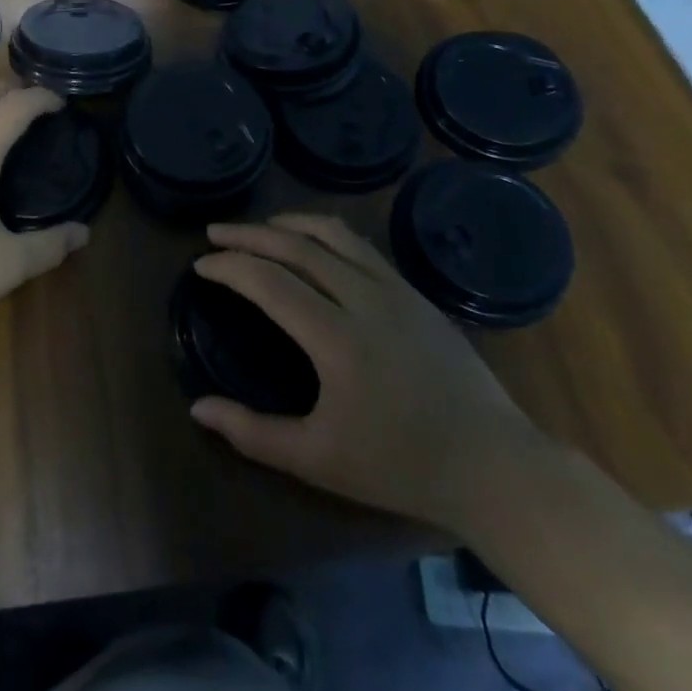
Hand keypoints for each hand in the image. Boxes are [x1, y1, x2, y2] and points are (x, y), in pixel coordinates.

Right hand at [188, 214, 541, 531]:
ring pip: (332, 234)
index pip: (268, 281)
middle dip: (248, 235)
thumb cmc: (401, 466)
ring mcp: (394, 289)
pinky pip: (360, 246)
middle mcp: (364, 298)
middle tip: (215, 233)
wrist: (493, 466)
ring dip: (289, 224)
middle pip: (295, 246)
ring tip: (261, 228)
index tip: (201, 265)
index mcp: (336, 337)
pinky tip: (313, 245)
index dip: (229, 266)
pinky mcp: (414, 292)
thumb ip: (253, 433)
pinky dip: (325, 234)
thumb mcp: (318, 460)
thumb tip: (198, 408)